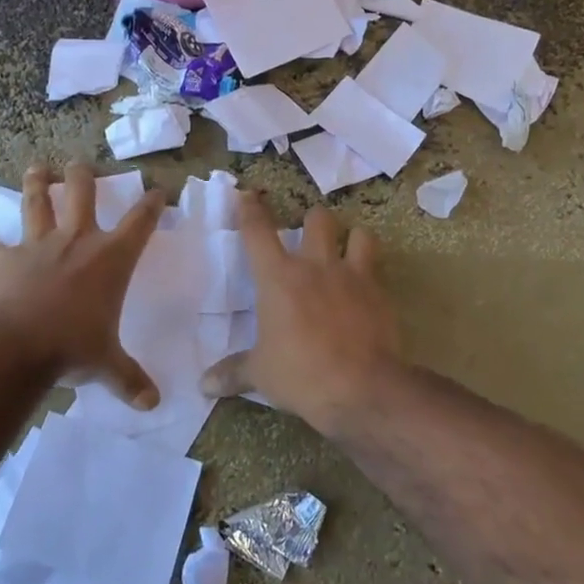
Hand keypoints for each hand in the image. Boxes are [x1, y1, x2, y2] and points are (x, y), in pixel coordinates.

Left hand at [0, 163, 164, 408]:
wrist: (13, 344)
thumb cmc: (72, 347)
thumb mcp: (106, 365)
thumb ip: (128, 379)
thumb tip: (154, 404)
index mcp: (111, 258)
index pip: (141, 221)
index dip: (152, 203)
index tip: (158, 190)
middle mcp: (76, 240)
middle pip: (83, 192)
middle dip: (83, 175)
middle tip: (80, 164)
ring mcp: (37, 244)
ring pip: (37, 202)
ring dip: (37, 183)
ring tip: (36, 169)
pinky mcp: (2, 258)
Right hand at [200, 193, 401, 431]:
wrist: (362, 388)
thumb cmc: (302, 374)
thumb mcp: (261, 375)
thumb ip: (233, 372)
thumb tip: (204, 385)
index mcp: (278, 277)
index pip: (258, 231)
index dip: (250, 209)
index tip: (247, 195)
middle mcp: (315, 265)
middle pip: (317, 218)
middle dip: (312, 221)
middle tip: (308, 236)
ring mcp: (352, 275)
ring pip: (358, 234)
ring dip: (352, 238)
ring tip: (347, 251)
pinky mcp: (379, 292)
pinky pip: (378, 268)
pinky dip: (371, 273)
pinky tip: (367, 290)